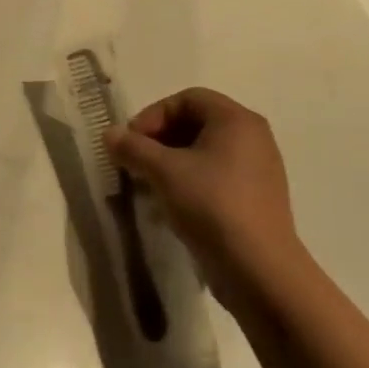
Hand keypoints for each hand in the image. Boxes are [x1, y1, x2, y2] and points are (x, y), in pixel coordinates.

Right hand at [105, 88, 311, 307]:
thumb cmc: (212, 205)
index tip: (132, 141)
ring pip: (203, 151)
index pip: (187, 98)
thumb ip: (133, 147)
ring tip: (147, 183)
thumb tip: (110, 134)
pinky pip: (215, 174)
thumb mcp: (163, 171)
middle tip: (135, 161)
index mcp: (236, 120)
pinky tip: (170, 203)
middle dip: (159, 138)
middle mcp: (252, 137)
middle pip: (195, 122)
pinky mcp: (254, 197)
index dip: (153, 114)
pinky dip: (188, 180)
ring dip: (169, 161)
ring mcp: (257, 169)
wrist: (258, 268)